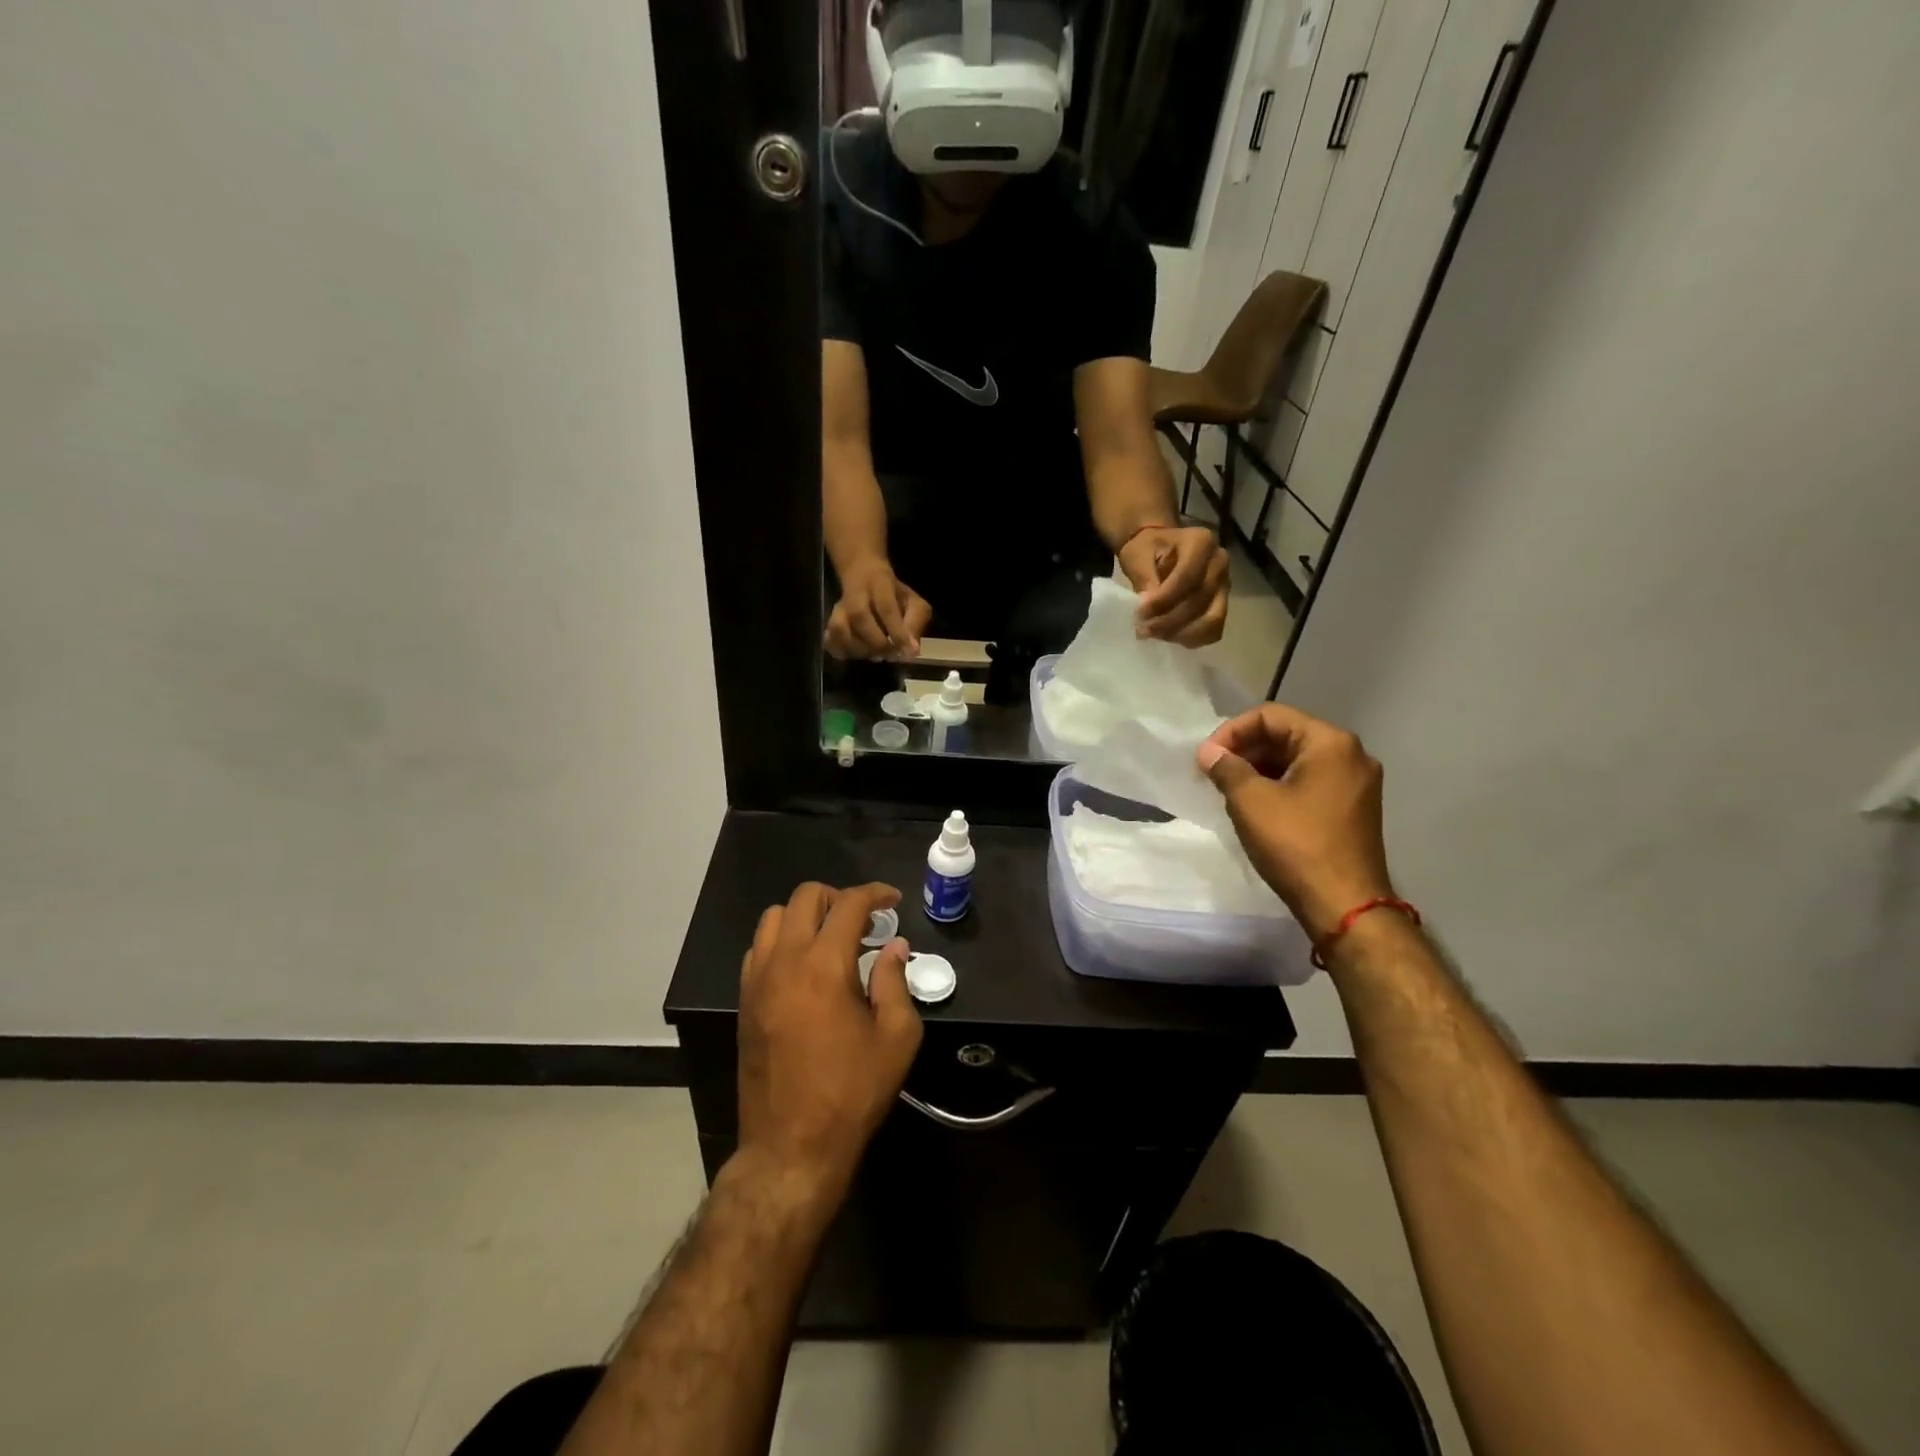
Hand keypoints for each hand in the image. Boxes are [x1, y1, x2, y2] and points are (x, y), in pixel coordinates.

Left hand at [736, 882, 923, 1197]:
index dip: (875, 893)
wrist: (791, 1146)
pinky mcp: (744, 1001)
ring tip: (831, 939)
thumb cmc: (852, 1092)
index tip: (893, 901)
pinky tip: (803, 967)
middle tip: (864, 921)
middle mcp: (785, 961)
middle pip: (805, 897)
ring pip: (774, 917)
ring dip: (805, 915)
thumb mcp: (896, 1038)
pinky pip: (758, 948)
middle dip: (839, 897)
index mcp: (824, 965)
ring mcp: (757, 980)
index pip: (849, 904)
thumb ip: (895, 982)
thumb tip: (893, 946)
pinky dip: (782, 940)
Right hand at [825, 558, 932, 660]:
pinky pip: (829, 639)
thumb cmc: (893, 594)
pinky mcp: (829, 621)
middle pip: (859, 617)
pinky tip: (856, 654)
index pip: (886, 607)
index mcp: (880, 583)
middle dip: (877, 643)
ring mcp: (838, 607)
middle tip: (891, 655)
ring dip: (860, 650)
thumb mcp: (913, 602)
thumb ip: (915, 623)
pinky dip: (841, 652)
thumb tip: (911, 651)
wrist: (862, 573)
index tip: (907, 652)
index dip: (897, 632)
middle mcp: (855, 593)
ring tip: (875, 655)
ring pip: (840, 629)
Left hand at [1118, 525, 1229, 645]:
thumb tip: (1149, 604)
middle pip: (1201, 599)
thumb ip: (1145, 577)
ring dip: (1181, 633)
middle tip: (1143, 630)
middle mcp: (1219, 562)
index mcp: (1201, 542)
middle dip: (1169, 620)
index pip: (1188, 576)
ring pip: (1212, 619)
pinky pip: (1214, 630)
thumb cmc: (1147, 548)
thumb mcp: (1138, 555)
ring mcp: (1225, 585)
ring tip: (1154, 635)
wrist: (1160, 549)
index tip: (1140, 613)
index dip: (1164, 599)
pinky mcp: (1221, 604)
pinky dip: (1193, 638)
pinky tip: (1169, 637)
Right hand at [1196, 704, 1394, 940]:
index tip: (1206, 758)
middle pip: (1287, 734)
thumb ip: (1227, 768)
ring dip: (1260, 768)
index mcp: (1330, 742)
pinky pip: (1311, 781)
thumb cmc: (1296, 845)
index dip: (1231, 731)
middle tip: (1213, 772)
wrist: (1345, 905)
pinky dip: (1280, 785)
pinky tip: (1256, 805)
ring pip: (1298, 760)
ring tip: (1229, 789)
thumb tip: (1209, 752)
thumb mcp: (1250, 801)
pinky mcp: (1354, 808)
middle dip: (1246, 749)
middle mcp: (1351, 754)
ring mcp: (1357, 783)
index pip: (1271, 716)